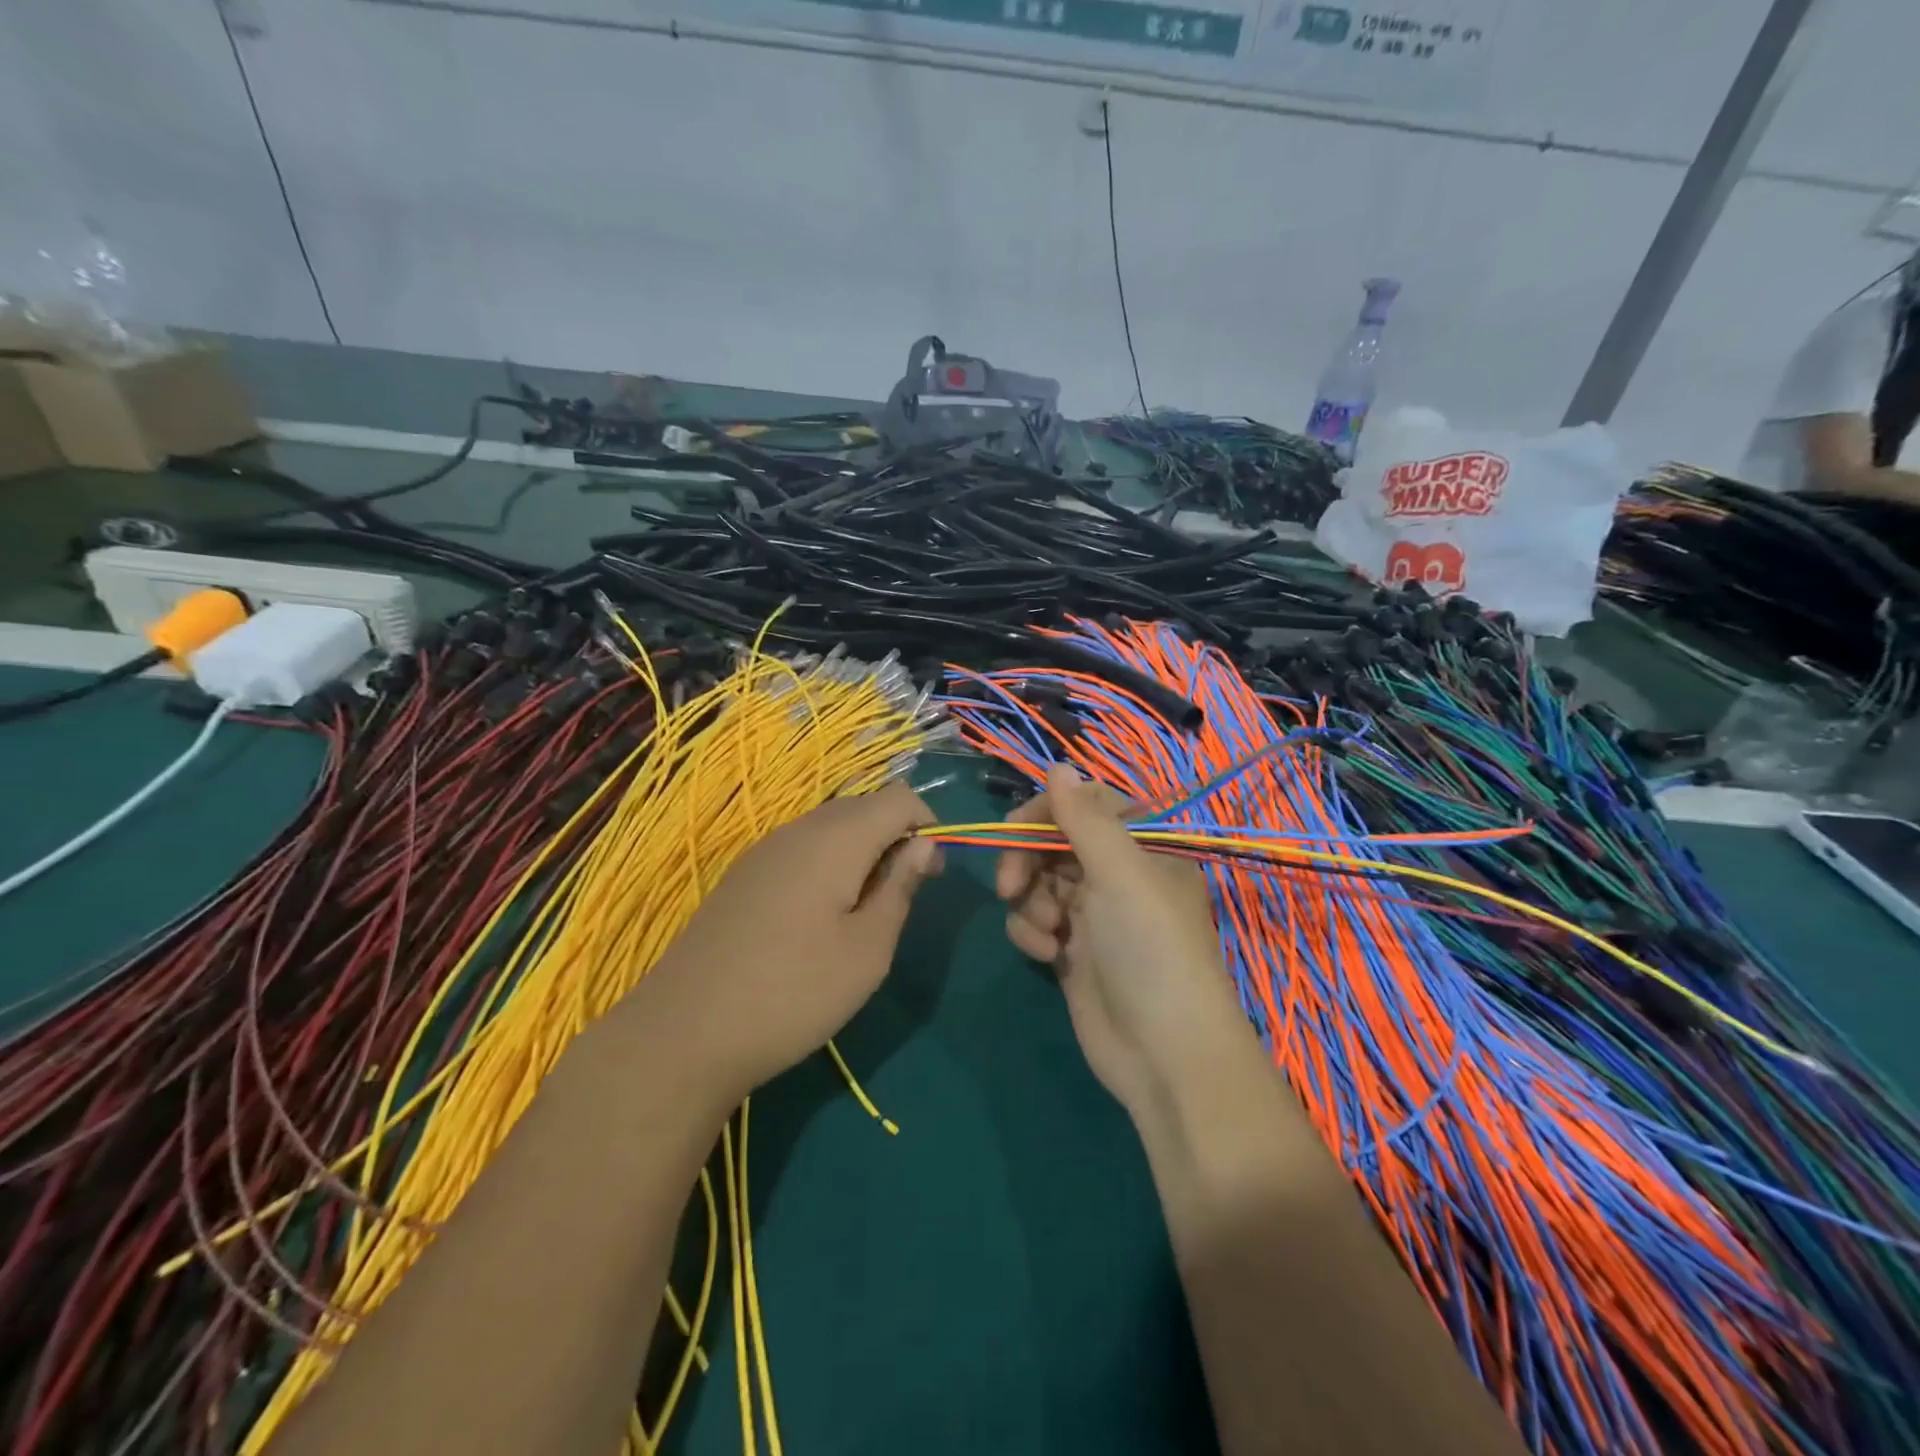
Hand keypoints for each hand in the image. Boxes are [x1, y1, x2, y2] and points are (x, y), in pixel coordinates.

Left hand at [634, 782, 940, 1101]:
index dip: (927, 825)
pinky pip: (801, 849)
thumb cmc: (795, 992)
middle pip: (863, 807)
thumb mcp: (868, 950)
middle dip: (895, 837)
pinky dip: (827, 865)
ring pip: (830, 827)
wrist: (685, 1031)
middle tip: (902, 896)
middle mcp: (800, 829)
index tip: (929, 876)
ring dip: (861, 852)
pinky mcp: (743, 875)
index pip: (899, 797)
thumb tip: (924, 845)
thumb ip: (900, 888)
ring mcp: (765, 850)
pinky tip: (818, 918)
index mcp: (837, 838)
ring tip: (862, 912)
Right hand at [995, 763, 1248, 1119]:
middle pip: (1055, 844)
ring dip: (1030, 901)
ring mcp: (1094, 916)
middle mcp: (1119, 877)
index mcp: (1143, 850)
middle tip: (1010, 884)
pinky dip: (1032, 932)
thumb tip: (1058, 765)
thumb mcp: (1120, 873)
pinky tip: (1045, 954)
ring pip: (1039, 883)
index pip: (1087, 806)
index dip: (1048, 811)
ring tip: (1046, 931)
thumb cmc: (1149, 949)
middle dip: (1028, 860)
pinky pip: (1035, 922)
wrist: (1163, 1054)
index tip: (1016, 827)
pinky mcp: (1072, 952)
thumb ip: (1084, 817)